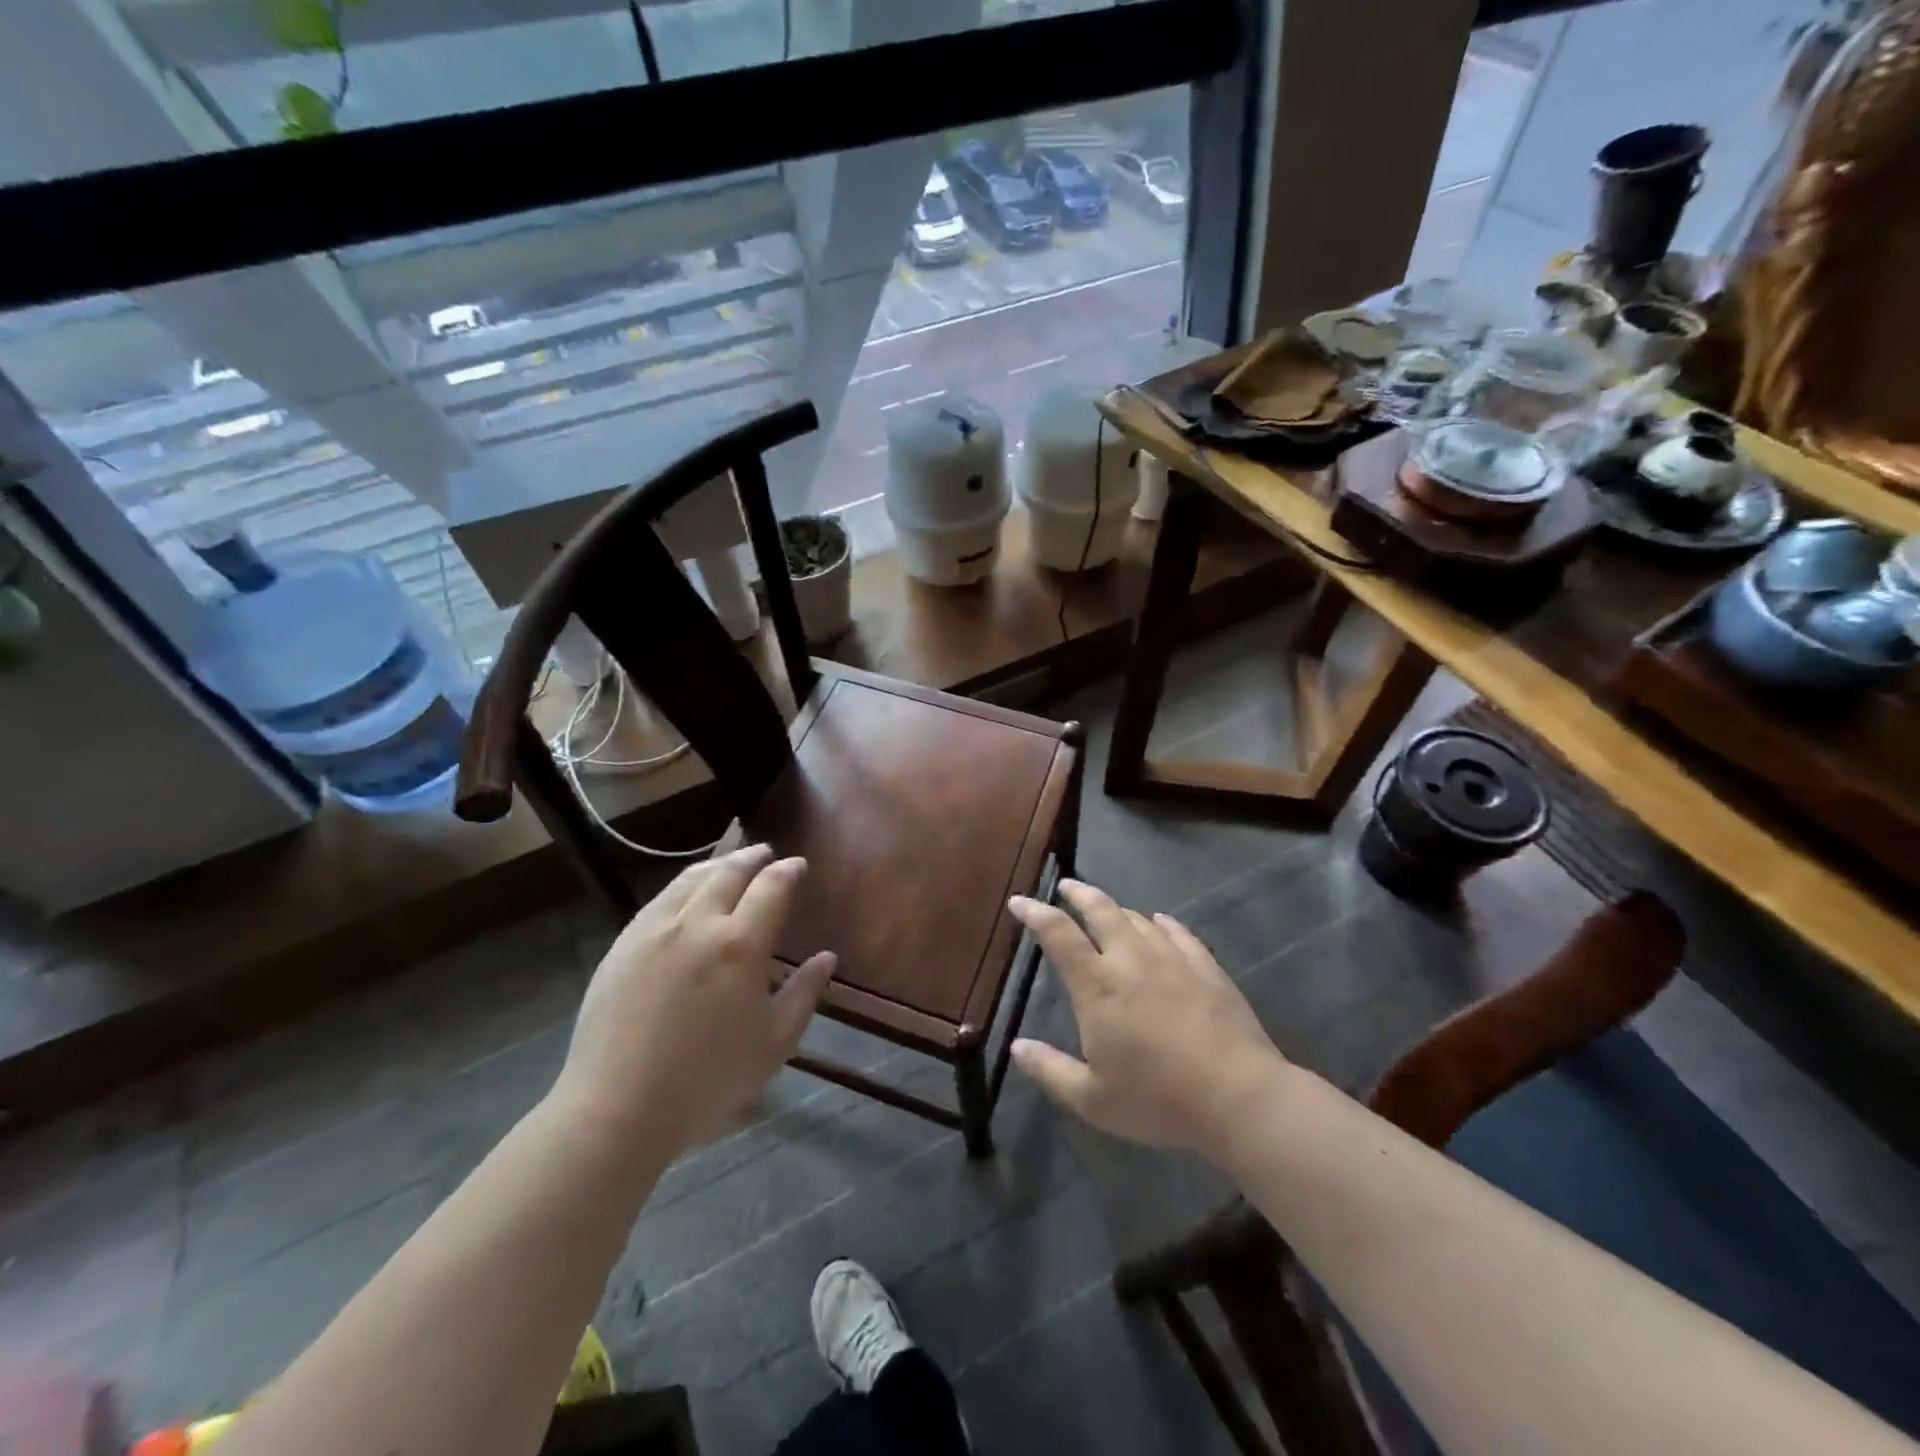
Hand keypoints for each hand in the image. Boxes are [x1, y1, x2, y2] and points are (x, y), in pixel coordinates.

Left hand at [552, 845, 834, 1154]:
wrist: (616, 1109)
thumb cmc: (706, 1083)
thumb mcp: (772, 1045)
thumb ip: (803, 995)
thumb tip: (827, 958)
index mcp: (740, 946)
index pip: (771, 888)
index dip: (788, 871)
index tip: (797, 865)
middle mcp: (698, 924)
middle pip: (729, 873)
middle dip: (752, 857)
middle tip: (766, 853)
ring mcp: (654, 930)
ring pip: (690, 880)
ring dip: (717, 865)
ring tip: (729, 863)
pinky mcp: (623, 944)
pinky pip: (659, 900)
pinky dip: (682, 885)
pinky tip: (686, 894)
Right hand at [1008, 880, 1287, 1157]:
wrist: (1238, 1096)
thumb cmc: (1158, 1100)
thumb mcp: (1092, 1099)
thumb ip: (1050, 1069)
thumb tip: (1016, 1046)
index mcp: (1097, 985)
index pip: (1058, 935)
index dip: (1035, 913)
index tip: (1019, 901)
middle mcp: (1131, 959)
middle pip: (1100, 910)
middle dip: (1079, 893)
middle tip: (1066, 886)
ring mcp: (1172, 958)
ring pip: (1138, 918)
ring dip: (1118, 910)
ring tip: (1109, 911)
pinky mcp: (1206, 966)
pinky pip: (1178, 931)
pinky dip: (1162, 922)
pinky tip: (1160, 922)